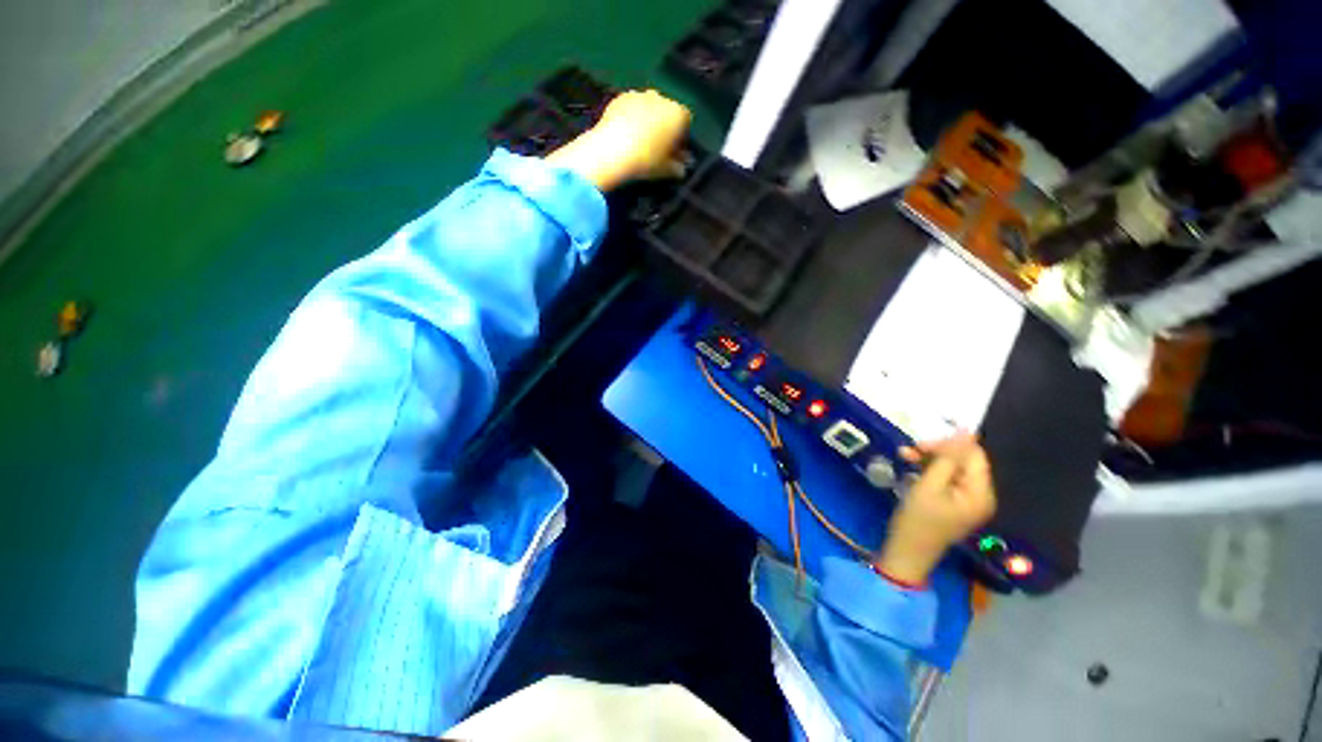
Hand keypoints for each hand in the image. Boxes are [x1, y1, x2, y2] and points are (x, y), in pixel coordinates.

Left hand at [546, 90, 691, 190]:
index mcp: (679, 113)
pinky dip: (624, 118)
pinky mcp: (615, 100)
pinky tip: (617, 134)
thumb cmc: (645, 160)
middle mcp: (660, 98)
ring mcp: (636, 96)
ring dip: (641, 120)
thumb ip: (676, 166)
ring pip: (644, 108)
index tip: (671, 153)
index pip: (685, 123)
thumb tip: (682, 168)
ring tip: (632, 141)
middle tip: (651, 147)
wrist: (609, 150)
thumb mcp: (666, 168)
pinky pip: (626, 108)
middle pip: (664, 112)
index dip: (678, 138)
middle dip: (659, 125)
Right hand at [874, 433, 996, 585]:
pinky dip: (933, 471)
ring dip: (932, 459)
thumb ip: (948, 457)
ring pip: (955, 467)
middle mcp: (982, 496)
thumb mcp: (930, 486)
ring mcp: (970, 501)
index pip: (973, 454)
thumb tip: (964, 431)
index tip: (922, 443)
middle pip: (965, 460)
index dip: (950, 444)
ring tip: (907, 455)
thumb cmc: (916, 524)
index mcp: (980, 493)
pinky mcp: (958, 504)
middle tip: (912, 448)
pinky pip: (950, 479)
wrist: (905, 559)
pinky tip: (914, 466)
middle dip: (939, 452)